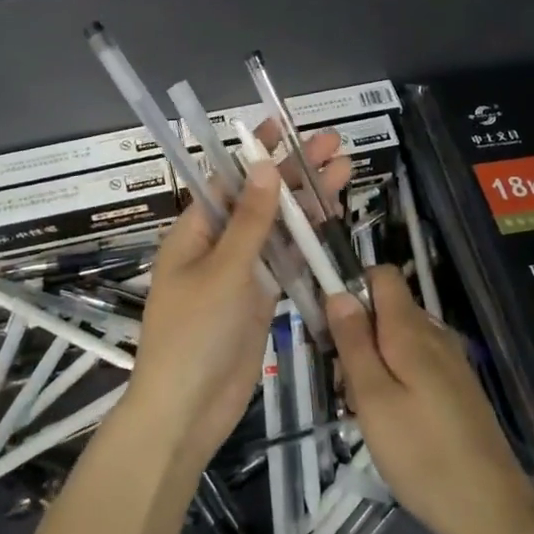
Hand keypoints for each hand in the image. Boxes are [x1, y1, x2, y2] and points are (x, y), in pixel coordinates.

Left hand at [127, 128, 350, 469]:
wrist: (188, 410)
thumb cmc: (195, 335)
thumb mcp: (223, 272)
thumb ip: (249, 221)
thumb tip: (264, 165)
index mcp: (194, 232)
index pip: (227, 179)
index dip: (255, 151)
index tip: (282, 123)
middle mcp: (216, 246)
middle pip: (259, 200)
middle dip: (294, 173)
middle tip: (334, 146)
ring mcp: (240, 274)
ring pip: (277, 229)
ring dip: (307, 204)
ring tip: (345, 173)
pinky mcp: (259, 300)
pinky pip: (285, 262)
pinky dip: (307, 243)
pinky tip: (332, 222)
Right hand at [327, 266, 533, 533]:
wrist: (491, 509)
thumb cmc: (422, 454)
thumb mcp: (374, 399)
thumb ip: (354, 342)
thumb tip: (337, 291)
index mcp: (412, 330)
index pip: (382, 275)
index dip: (351, 288)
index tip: (330, 328)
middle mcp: (435, 335)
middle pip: (386, 310)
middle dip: (357, 336)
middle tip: (345, 387)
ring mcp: (450, 362)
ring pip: (397, 341)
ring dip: (372, 364)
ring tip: (363, 412)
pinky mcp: (457, 388)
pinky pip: (415, 365)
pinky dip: (394, 381)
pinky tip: (390, 422)